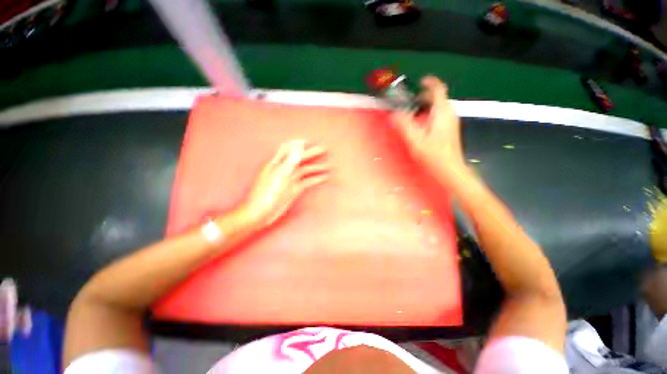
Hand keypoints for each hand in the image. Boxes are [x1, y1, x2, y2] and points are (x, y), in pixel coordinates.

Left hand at [241, 140, 328, 227]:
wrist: (262, 212)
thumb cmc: (268, 192)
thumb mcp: (280, 174)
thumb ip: (291, 159)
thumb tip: (299, 144)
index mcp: (278, 163)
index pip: (289, 148)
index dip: (299, 144)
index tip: (311, 141)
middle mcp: (285, 169)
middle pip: (300, 158)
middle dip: (312, 153)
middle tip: (324, 149)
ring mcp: (291, 179)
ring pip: (306, 170)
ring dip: (316, 167)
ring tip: (329, 166)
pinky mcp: (295, 189)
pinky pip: (307, 181)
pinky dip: (316, 178)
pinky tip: (324, 177)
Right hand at [391, 76, 465, 180]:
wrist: (450, 169)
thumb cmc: (434, 155)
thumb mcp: (415, 140)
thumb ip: (404, 125)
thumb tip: (394, 114)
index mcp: (442, 112)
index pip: (438, 89)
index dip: (430, 82)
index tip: (420, 82)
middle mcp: (449, 113)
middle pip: (438, 98)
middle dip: (424, 98)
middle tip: (410, 104)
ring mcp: (451, 121)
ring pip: (438, 107)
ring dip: (426, 108)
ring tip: (413, 116)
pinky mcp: (450, 129)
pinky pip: (439, 116)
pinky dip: (429, 116)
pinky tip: (421, 127)